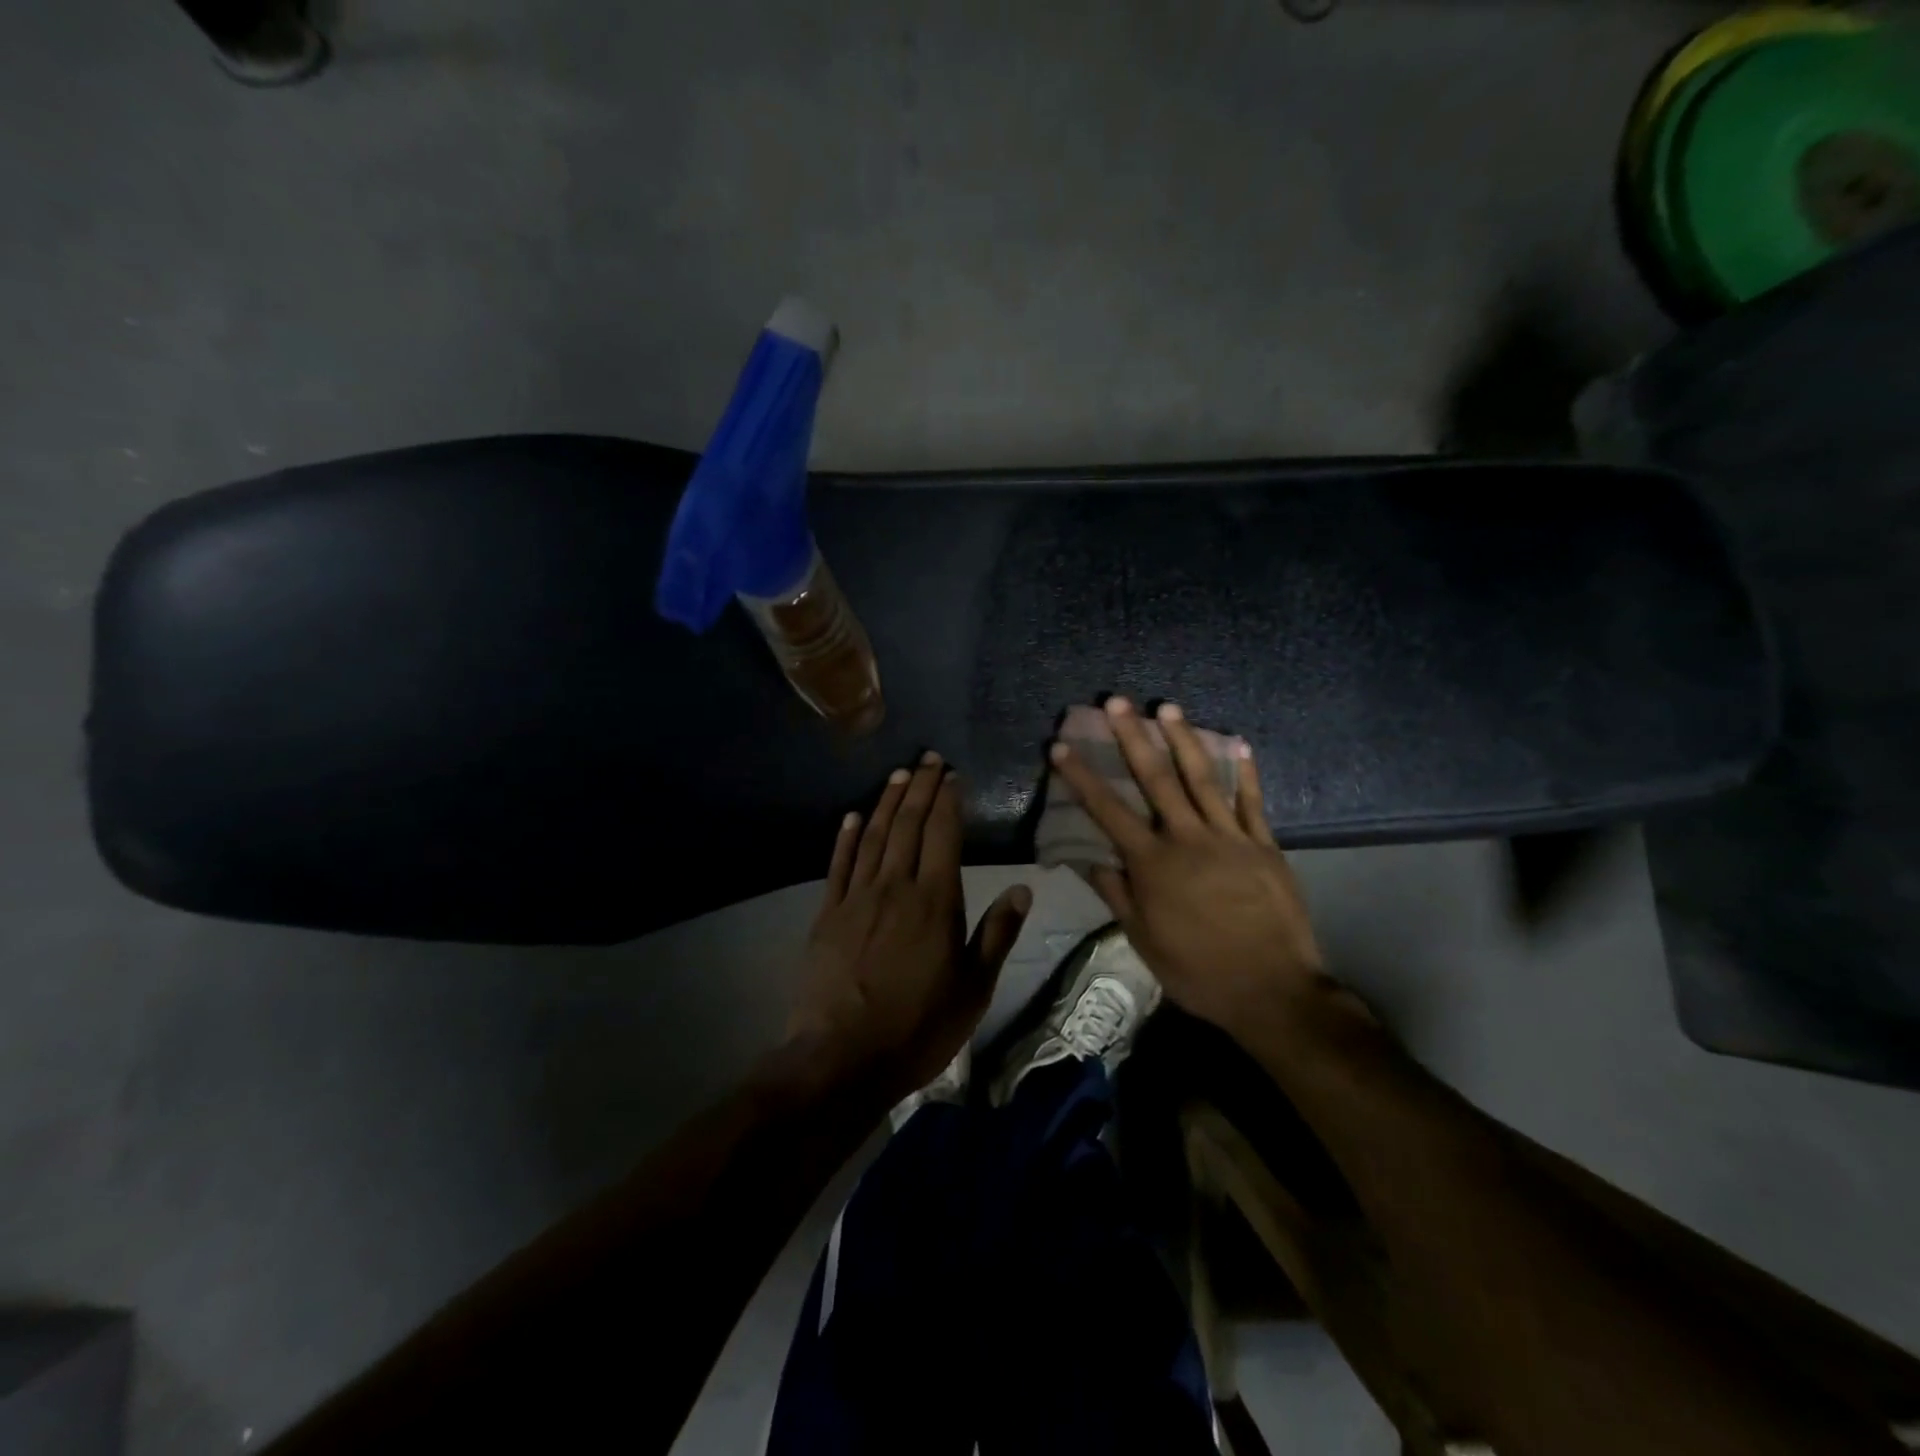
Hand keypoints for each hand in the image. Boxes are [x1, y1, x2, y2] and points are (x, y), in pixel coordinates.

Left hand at [787, 751, 1031, 1103]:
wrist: (843, 1059)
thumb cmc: (919, 1027)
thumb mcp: (974, 989)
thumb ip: (997, 934)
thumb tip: (1023, 888)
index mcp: (936, 901)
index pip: (944, 835)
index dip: (948, 800)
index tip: (952, 775)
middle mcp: (896, 886)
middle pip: (908, 824)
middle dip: (920, 787)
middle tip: (927, 759)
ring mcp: (857, 898)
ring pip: (874, 837)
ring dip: (887, 802)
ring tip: (898, 774)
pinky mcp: (827, 915)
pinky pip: (838, 865)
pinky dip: (846, 837)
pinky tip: (853, 816)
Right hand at [1049, 698, 1325, 1033]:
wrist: (1272, 991)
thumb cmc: (1198, 971)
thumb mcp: (1143, 941)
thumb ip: (1117, 895)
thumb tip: (1090, 859)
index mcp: (1153, 865)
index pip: (1108, 811)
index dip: (1082, 777)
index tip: (1061, 747)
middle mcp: (1188, 839)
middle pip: (1155, 779)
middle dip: (1132, 737)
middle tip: (1117, 702)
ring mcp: (1230, 837)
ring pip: (1202, 778)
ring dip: (1183, 739)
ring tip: (1167, 707)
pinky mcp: (1264, 845)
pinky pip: (1252, 800)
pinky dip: (1245, 771)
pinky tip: (1237, 742)